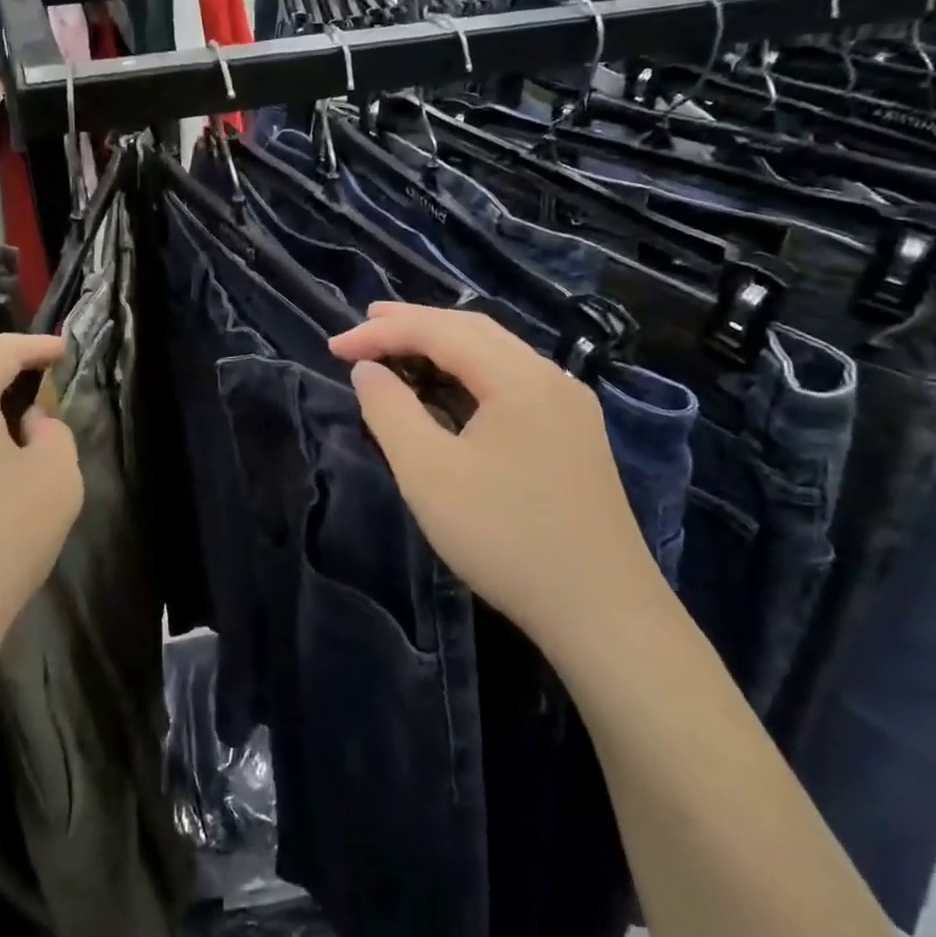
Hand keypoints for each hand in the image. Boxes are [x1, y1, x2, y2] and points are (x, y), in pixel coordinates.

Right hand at [330, 303, 661, 652]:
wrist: (602, 612)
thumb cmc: (505, 536)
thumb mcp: (428, 473)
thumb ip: (390, 411)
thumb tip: (367, 370)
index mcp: (519, 377)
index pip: (440, 332)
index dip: (382, 333)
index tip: (333, 346)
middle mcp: (550, 378)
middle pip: (473, 331)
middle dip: (414, 324)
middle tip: (364, 326)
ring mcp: (568, 407)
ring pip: (495, 355)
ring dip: (442, 346)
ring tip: (396, 349)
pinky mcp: (572, 435)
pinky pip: (511, 383)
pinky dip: (468, 376)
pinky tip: (446, 391)